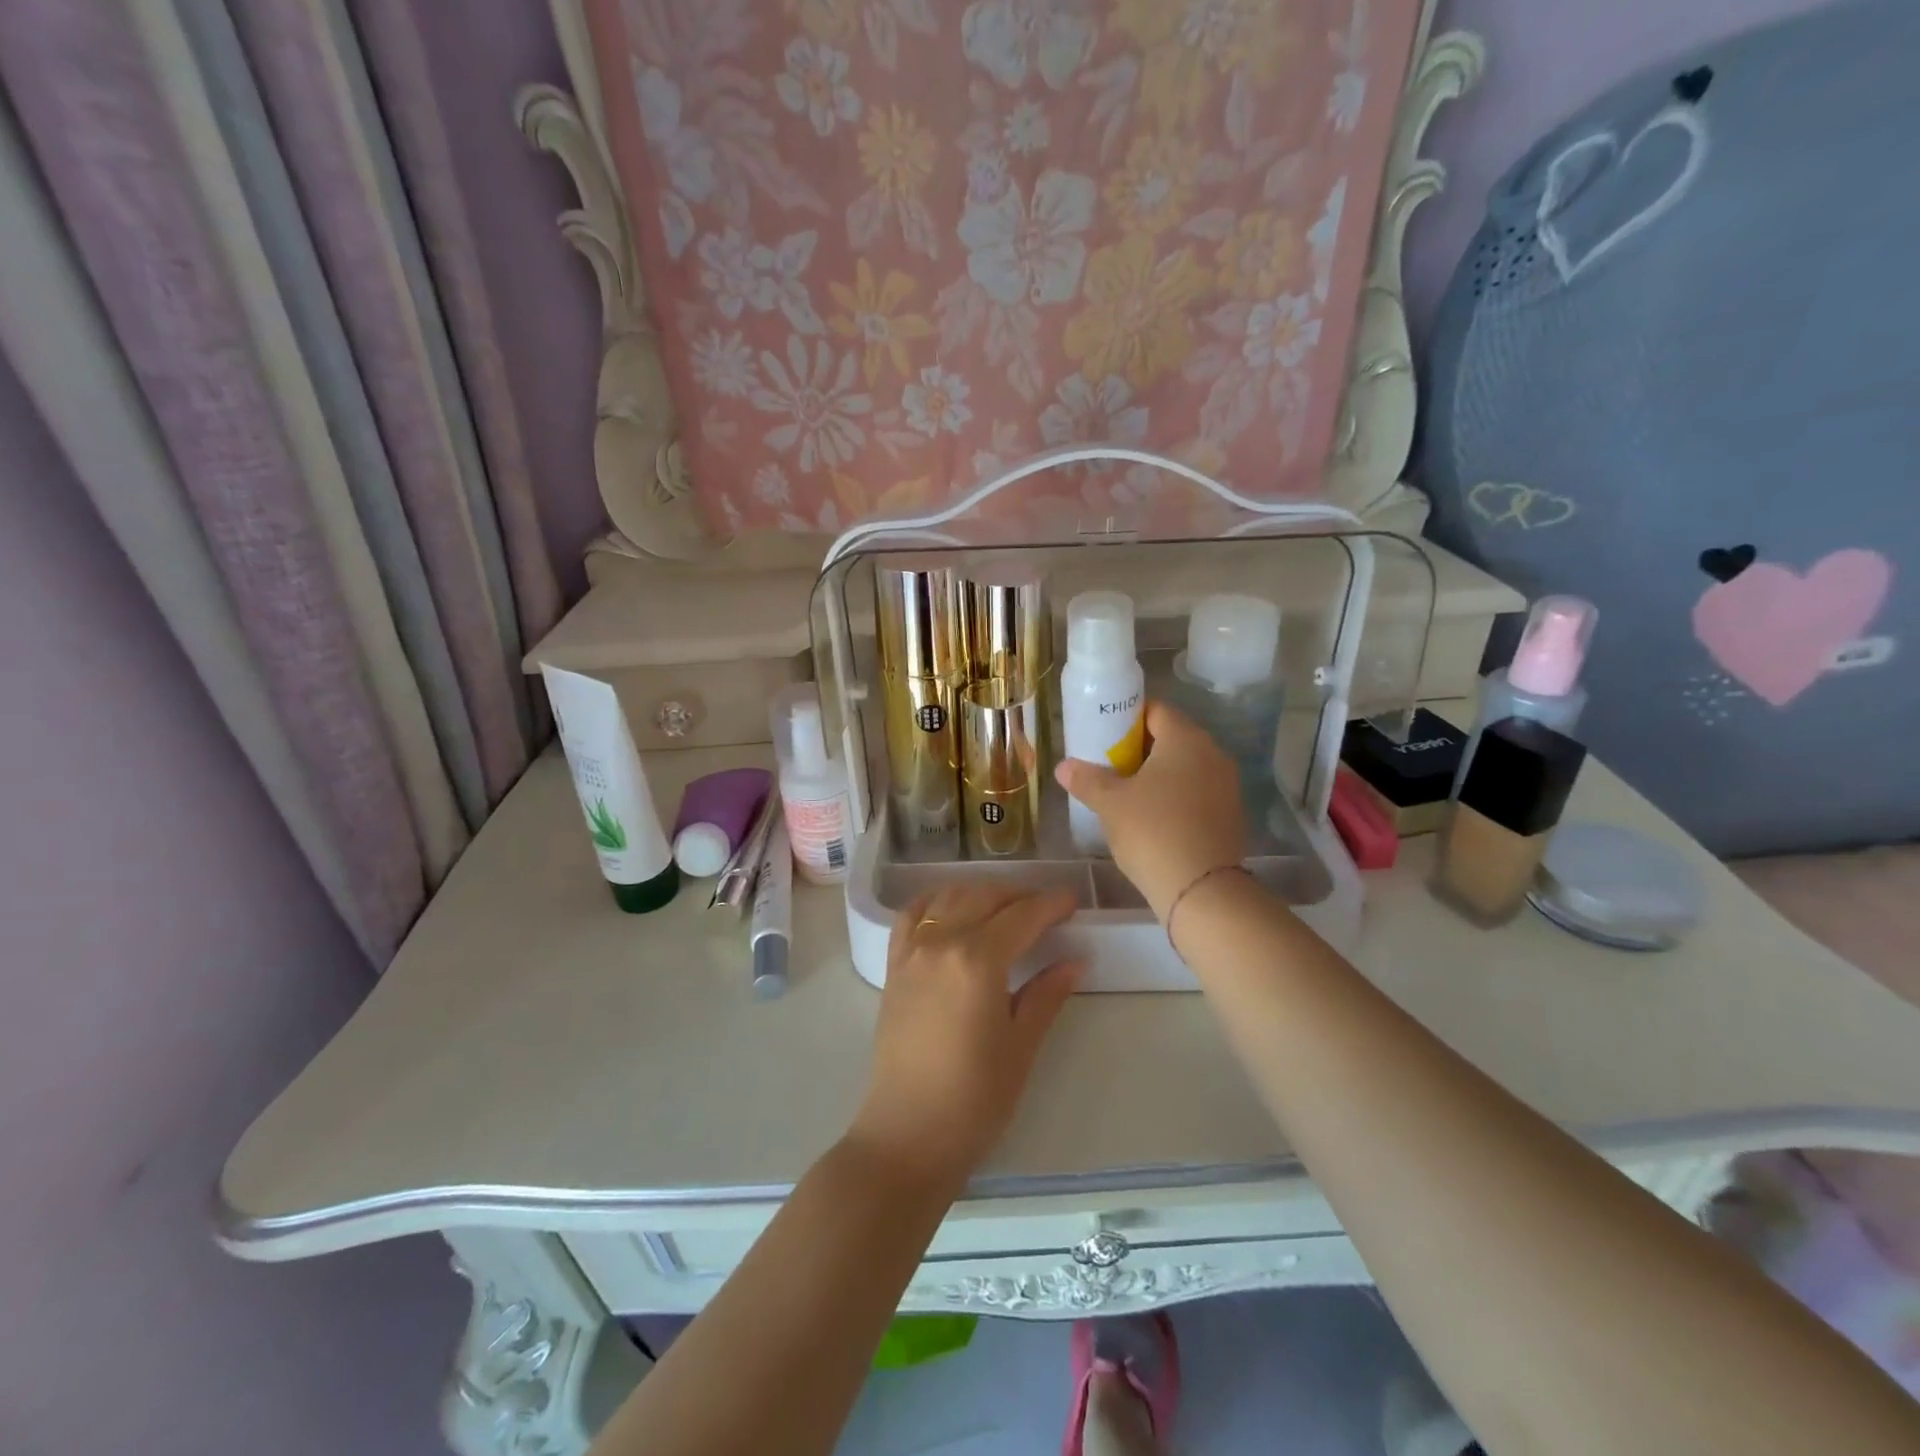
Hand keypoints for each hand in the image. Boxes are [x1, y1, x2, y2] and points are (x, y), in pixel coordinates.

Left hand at [848, 885, 1083, 1188]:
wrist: (908, 1134)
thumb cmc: (975, 1098)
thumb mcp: (1021, 1045)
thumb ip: (1046, 994)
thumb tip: (1076, 960)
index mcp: (978, 960)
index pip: (1022, 916)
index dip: (1051, 904)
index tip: (1072, 900)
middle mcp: (942, 942)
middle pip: (985, 897)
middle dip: (1020, 895)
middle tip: (1046, 908)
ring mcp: (912, 951)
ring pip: (949, 898)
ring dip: (980, 893)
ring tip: (1005, 907)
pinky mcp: (894, 965)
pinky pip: (912, 915)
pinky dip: (935, 902)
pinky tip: (951, 910)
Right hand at [1055, 700, 1246, 919]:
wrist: (1202, 890)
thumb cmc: (1152, 832)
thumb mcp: (1110, 803)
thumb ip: (1086, 779)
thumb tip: (1063, 766)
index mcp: (1185, 739)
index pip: (1155, 710)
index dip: (1127, 718)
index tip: (1104, 735)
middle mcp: (1213, 754)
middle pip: (1171, 737)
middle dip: (1139, 748)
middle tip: (1109, 765)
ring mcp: (1226, 785)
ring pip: (1185, 767)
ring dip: (1157, 774)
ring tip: (1126, 793)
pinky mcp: (1230, 814)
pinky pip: (1196, 792)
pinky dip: (1174, 796)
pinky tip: (1152, 817)